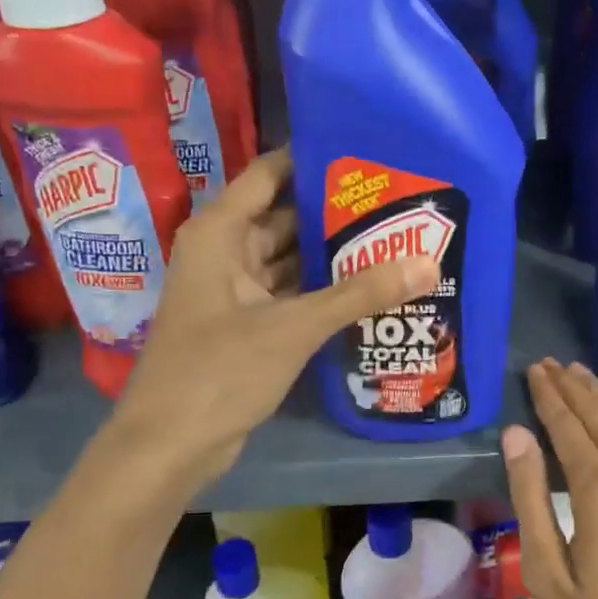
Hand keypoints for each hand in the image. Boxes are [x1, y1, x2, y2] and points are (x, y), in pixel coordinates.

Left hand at [108, 148, 438, 493]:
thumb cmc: (219, 370)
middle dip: (335, 211)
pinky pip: (291, 293)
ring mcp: (235, 291)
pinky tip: (368, 286)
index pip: (269, 174)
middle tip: (395, 199)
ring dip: (332, 254)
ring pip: (290, 259)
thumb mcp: (293, 327)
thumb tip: (428, 264)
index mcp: (220, 233)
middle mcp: (225, 252)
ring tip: (393, 237)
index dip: (312, 159)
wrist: (169, 447)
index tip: (364, 152)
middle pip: (285, 216)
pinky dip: (322, 290)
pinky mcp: (247, 325)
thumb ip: (359, 294)